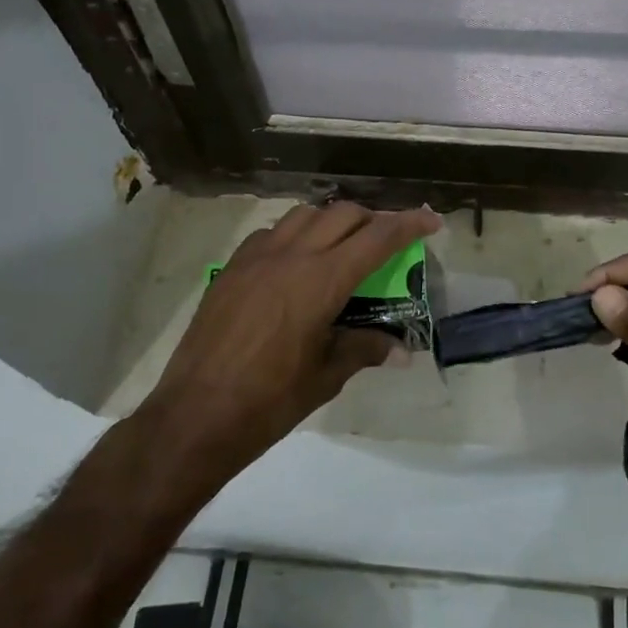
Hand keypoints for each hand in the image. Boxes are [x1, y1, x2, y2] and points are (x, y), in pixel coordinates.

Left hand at [141, 202, 440, 483]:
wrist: (196, 413)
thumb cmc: (270, 400)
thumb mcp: (326, 375)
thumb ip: (364, 349)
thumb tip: (400, 350)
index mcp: (322, 279)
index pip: (378, 237)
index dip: (409, 223)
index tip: (431, 220)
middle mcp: (291, 255)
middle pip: (343, 213)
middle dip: (373, 219)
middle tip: (386, 242)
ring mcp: (256, 257)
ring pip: (304, 215)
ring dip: (332, 221)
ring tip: (342, 247)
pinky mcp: (232, 268)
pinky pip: (271, 233)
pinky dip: (294, 236)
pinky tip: (295, 265)